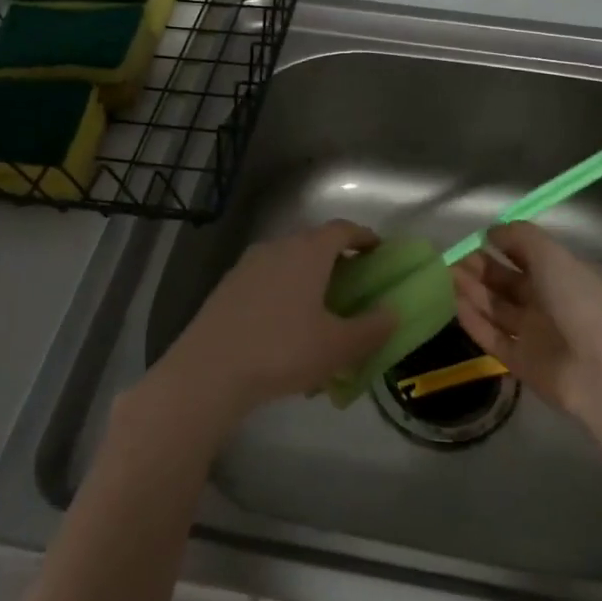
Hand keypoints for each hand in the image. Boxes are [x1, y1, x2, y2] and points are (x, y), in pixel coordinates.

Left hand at [143, 221, 395, 435]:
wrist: (209, 370)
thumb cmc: (283, 350)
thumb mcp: (339, 346)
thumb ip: (372, 328)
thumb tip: (392, 313)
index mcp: (308, 251)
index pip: (342, 229)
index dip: (364, 237)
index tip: (378, 250)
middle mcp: (277, 247)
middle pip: (313, 244)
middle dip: (336, 261)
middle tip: (353, 286)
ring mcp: (248, 266)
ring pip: (287, 264)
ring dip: (307, 280)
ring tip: (319, 314)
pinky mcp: (227, 288)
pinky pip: (266, 282)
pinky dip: (283, 295)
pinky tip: (285, 332)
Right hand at [452, 221, 601, 419]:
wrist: (600, 368)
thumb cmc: (578, 301)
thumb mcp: (552, 255)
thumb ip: (520, 237)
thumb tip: (491, 231)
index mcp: (564, 275)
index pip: (528, 256)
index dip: (503, 246)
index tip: (476, 239)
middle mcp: (549, 302)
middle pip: (508, 282)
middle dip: (481, 269)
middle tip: (452, 259)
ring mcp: (535, 333)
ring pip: (497, 308)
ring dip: (473, 292)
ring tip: (446, 277)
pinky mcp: (521, 361)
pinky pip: (492, 337)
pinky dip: (475, 321)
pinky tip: (455, 305)